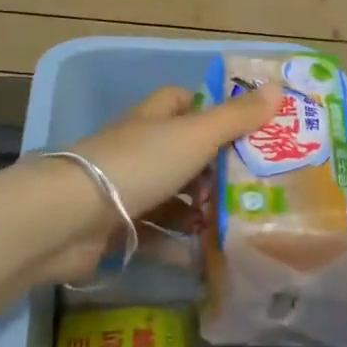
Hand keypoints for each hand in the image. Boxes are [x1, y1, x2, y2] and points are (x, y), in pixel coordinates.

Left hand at [31, 83, 280, 283]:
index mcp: (154, 119)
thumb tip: (278, 87)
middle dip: (214, 170)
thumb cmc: (138, 165)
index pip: (183, 102)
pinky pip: (153, 234)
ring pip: (170, 195)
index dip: (211, 111)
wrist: (68, 218)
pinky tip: (201, 259)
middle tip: (253, 188)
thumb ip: (236, 117)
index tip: (245, 130)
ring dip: (197, 211)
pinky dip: (175, 245)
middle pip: (182, 152)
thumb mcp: (195, 136)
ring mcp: (124, 188)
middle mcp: (138, 148)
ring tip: (234, 226)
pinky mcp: (114, 228)